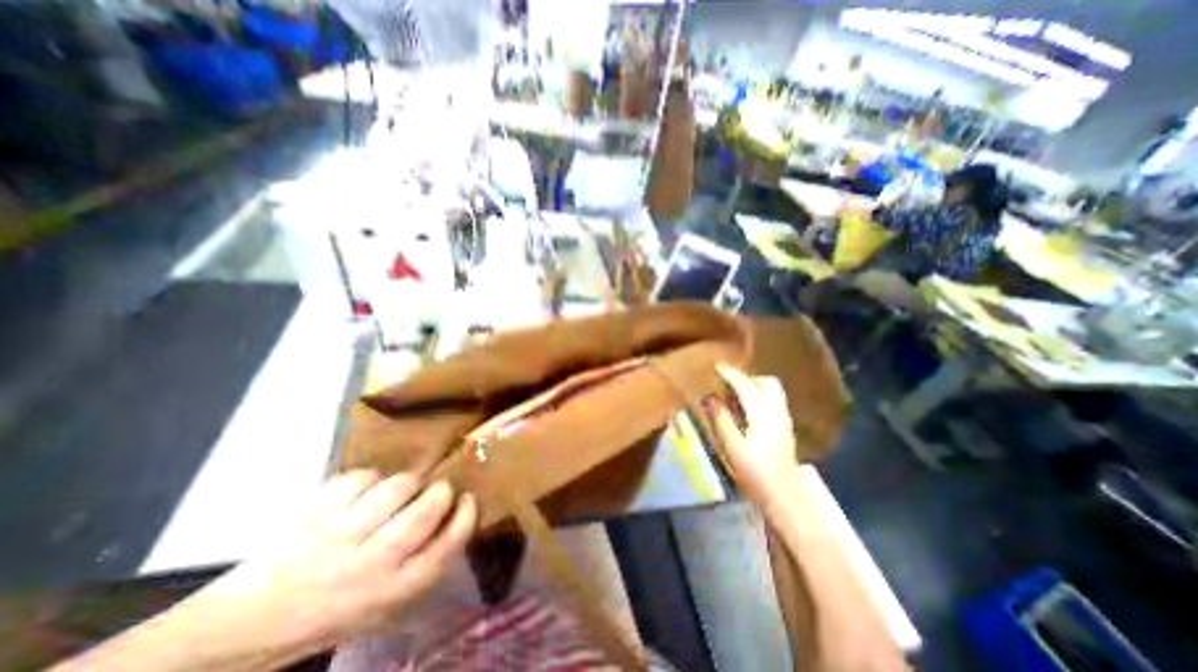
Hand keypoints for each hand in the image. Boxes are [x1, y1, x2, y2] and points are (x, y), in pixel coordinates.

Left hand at [190, 473, 475, 655]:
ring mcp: (338, 539)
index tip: (468, 498)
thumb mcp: (384, 605)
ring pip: (394, 489)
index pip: (446, 547)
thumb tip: (455, 518)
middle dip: (439, 492)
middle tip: (437, 489)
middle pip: (424, 512)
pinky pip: (358, 479)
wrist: (243, 629)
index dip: (464, 517)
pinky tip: (363, 489)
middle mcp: (369, 566)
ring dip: (406, 482)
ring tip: (400, 489)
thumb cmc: (330, 613)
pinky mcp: (313, 517)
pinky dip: (368, 477)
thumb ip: (422, 565)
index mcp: (392, 591)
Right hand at [705, 365, 798, 506]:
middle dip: (747, 377)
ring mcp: (784, 420)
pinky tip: (748, 408)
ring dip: (755, 385)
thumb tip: (710, 398)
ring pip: (773, 391)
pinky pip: (774, 401)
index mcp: (763, 415)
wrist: (785, 498)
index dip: (731, 374)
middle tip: (728, 381)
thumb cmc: (756, 475)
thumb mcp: (733, 448)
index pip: (746, 386)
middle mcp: (777, 412)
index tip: (716, 366)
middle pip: (767, 383)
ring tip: (736, 392)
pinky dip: (760, 395)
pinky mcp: (785, 429)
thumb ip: (722, 421)